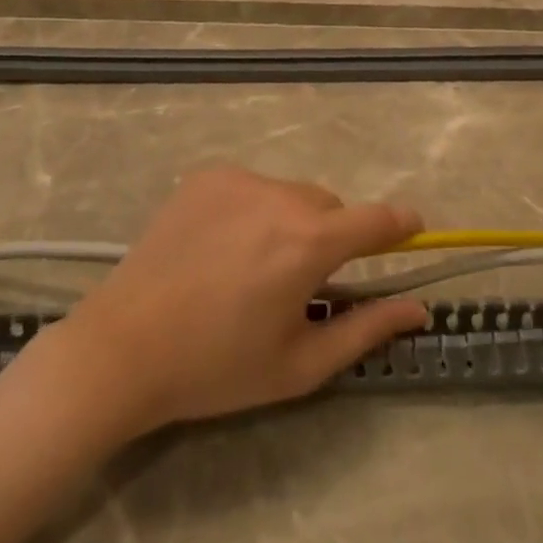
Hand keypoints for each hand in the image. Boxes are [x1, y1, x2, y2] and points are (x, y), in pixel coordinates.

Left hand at [47, 166, 428, 434]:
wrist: (124, 346)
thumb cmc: (217, 367)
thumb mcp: (299, 363)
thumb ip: (366, 330)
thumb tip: (417, 309)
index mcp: (308, 242)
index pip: (375, 220)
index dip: (400, 223)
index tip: (413, 228)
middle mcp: (278, 196)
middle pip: (328, 207)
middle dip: (330, 237)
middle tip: (301, 283)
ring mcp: (238, 179)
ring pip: (289, 195)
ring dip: (290, 222)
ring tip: (252, 268)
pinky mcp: (206, 176)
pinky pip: (250, 187)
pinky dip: (252, 210)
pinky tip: (220, 249)